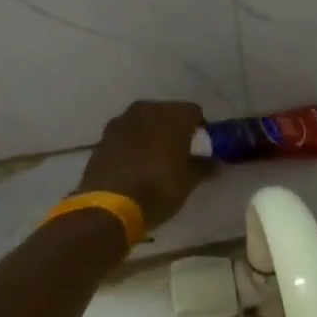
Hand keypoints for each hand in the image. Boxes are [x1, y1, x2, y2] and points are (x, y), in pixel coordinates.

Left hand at [79, 101, 210, 229]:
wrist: (108, 206)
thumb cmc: (158, 187)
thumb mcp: (188, 182)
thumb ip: (204, 167)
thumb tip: (214, 163)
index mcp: (173, 114)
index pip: (194, 112)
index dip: (200, 130)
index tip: (200, 149)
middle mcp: (146, 110)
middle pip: (167, 114)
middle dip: (174, 130)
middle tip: (179, 154)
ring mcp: (121, 122)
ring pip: (144, 123)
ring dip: (151, 137)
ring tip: (155, 161)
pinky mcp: (102, 139)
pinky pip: (126, 137)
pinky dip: (133, 146)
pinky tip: (134, 167)